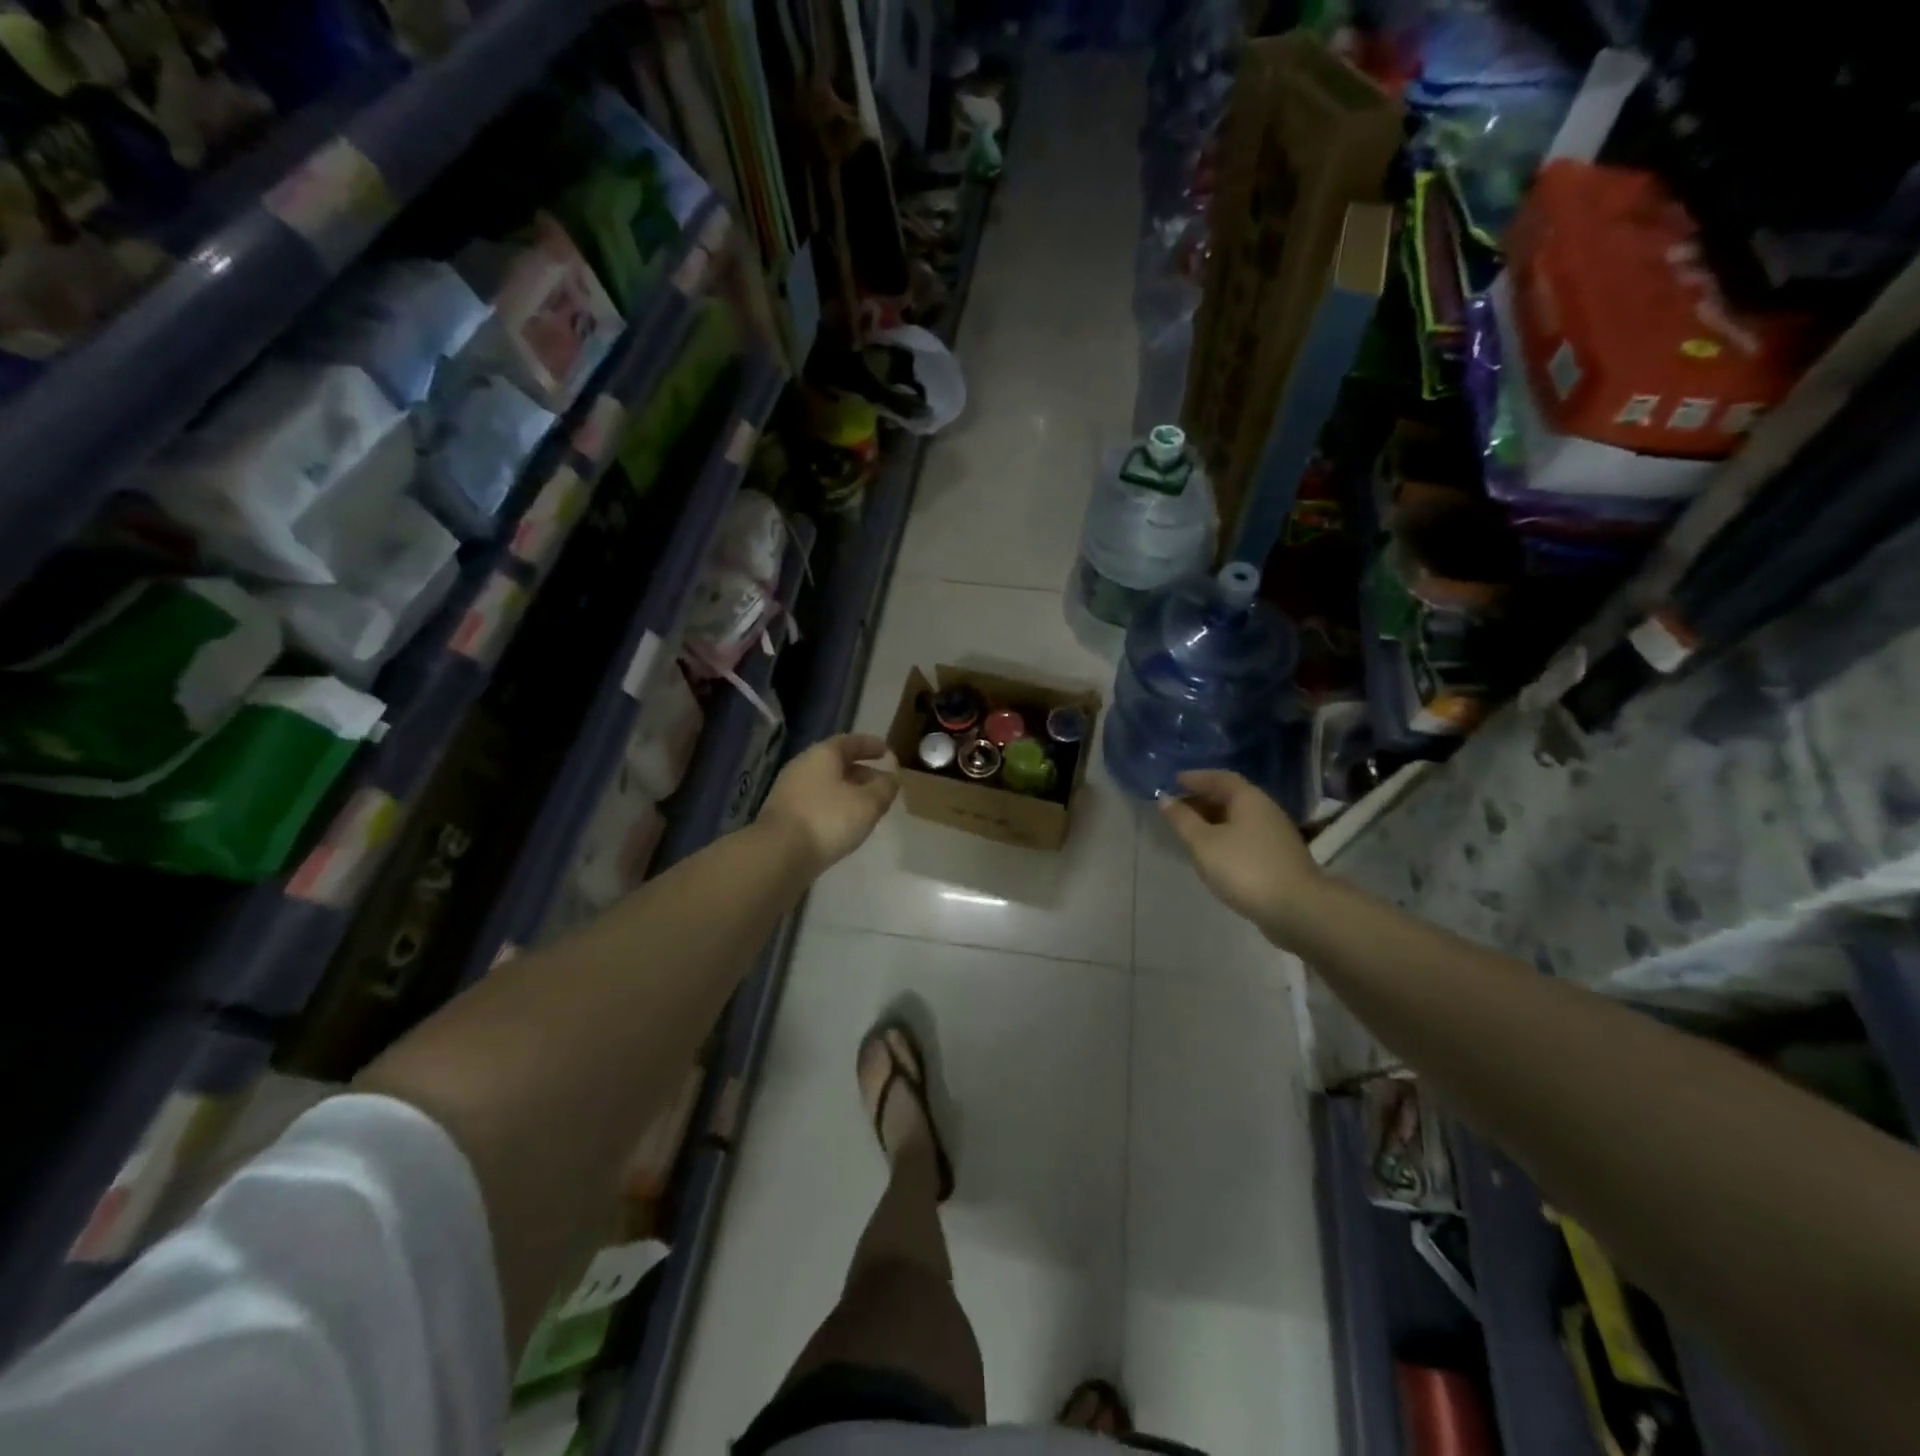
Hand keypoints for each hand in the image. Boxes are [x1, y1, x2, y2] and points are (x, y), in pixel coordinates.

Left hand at [758, 734, 898, 874]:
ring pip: (827, 784)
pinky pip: (817, 803)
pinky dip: (834, 806)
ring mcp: (790, 791)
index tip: (887, 752)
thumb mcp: (867, 804)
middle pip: (837, 763)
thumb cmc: (827, 820)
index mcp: (822, 755)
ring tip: (867, 806)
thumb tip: (892, 778)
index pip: (850, 742)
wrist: (778, 854)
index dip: (871, 745)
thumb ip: (885, 788)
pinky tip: (845, 823)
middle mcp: (803, 767)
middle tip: (882, 784)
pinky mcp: (785, 815)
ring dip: (848, 791)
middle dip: (862, 772)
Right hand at [1159, 770, 1325, 949]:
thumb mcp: (1203, 843)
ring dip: (1213, 820)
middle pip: (1230, 797)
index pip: (1220, 778)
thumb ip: (1182, 820)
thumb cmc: (1244, 868)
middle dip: (1202, 799)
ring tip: (1190, 830)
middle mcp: (1265, 810)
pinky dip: (1225, 836)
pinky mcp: (1278, 857)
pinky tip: (1213, 851)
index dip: (1196, 778)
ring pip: (1238, 818)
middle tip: (1177, 807)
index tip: (1174, 780)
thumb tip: (1165, 799)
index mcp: (1249, 799)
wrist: (1296, 908)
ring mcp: (1275, 834)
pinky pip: (1245, 836)